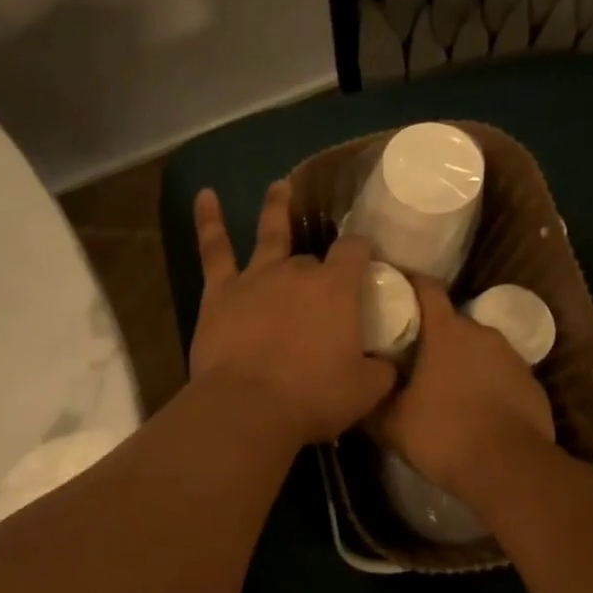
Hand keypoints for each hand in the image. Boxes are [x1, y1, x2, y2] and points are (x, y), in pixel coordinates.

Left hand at [189, 182, 396, 446]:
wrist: (248, 407)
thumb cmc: (313, 397)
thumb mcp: (366, 390)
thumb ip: (382, 370)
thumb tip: (388, 363)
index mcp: (337, 288)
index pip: (356, 250)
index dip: (363, 250)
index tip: (367, 257)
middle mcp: (298, 271)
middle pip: (313, 257)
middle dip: (320, 265)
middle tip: (324, 281)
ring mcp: (256, 276)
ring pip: (269, 233)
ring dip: (276, 207)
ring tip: (280, 186)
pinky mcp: (221, 291)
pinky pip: (214, 249)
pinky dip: (209, 220)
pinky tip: (205, 195)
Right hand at [370, 278, 554, 503]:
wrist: (510, 469)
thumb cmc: (444, 434)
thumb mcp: (392, 423)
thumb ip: (372, 399)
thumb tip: (358, 388)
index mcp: (446, 331)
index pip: (427, 288)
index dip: (410, 285)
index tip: (394, 292)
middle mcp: (481, 333)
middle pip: (452, 323)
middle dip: (433, 336)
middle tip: (412, 358)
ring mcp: (511, 357)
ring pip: (478, 349)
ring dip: (462, 362)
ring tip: (444, 389)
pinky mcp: (532, 383)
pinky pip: (501, 374)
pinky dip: (487, 384)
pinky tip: (475, 411)